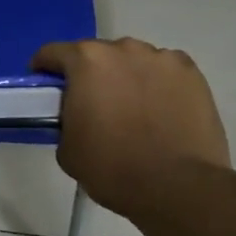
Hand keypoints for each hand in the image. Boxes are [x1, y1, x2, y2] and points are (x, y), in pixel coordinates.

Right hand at [31, 37, 230, 221]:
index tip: (46, 89)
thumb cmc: (113, 168)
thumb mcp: (67, 148)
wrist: (178, 188)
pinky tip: (162, 111)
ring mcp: (161, 58)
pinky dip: (158, 84)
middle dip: (91, 74)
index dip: (44, 70)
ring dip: (126, 77)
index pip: (52, 53)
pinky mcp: (191, 73)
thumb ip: (65, 119)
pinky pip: (164, 71)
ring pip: (133, 61)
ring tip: (133, 110)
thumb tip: (75, 115)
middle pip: (97, 55)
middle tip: (93, 105)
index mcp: (86, 61)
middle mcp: (123, 48)